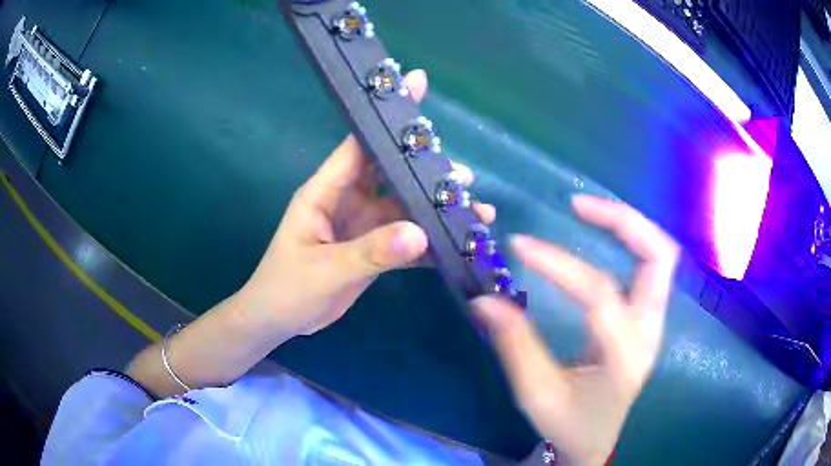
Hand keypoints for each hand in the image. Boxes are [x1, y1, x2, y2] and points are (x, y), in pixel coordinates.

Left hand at [238, 69, 495, 338]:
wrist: (278, 321)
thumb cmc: (285, 288)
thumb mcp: (323, 269)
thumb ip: (369, 252)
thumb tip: (419, 234)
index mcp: (325, 191)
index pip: (359, 146)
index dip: (386, 120)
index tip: (418, 87)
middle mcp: (346, 201)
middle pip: (390, 175)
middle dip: (425, 172)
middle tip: (463, 177)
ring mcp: (361, 226)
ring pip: (403, 208)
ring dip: (433, 208)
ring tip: (472, 210)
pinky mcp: (371, 250)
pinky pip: (404, 240)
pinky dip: (428, 241)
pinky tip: (455, 243)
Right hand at [473, 196, 679, 465]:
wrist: (596, 441)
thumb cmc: (568, 423)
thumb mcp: (537, 393)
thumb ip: (515, 344)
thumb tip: (484, 299)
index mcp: (624, 357)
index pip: (599, 293)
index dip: (559, 263)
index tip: (519, 245)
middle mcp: (649, 333)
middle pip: (659, 258)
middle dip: (623, 221)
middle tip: (577, 205)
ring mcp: (654, 324)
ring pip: (660, 256)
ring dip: (629, 226)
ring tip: (587, 211)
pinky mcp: (647, 319)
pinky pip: (649, 267)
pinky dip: (628, 242)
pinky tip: (600, 236)